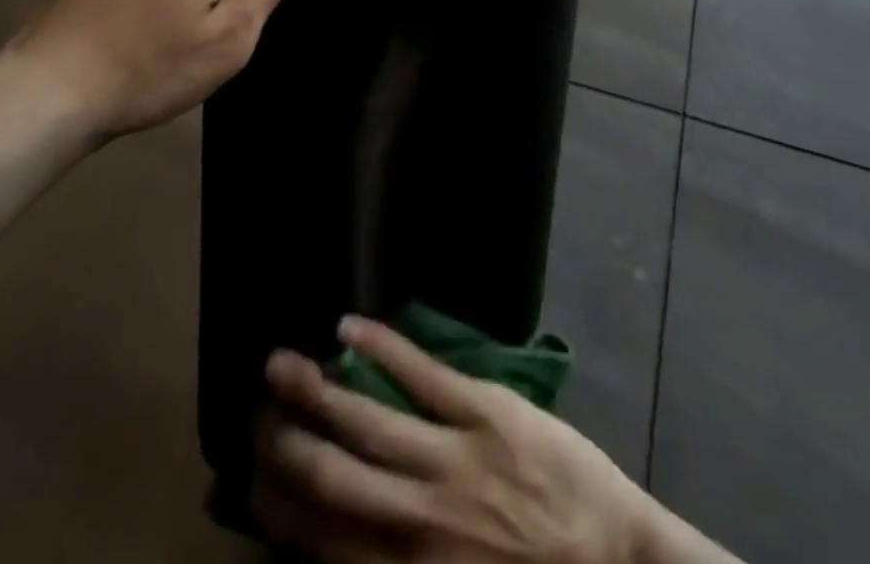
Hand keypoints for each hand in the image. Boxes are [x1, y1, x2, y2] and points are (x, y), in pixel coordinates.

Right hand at [253, 316, 655, 563]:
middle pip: (332, 476)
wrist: (618, 562)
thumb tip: (335, 541)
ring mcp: (450, 455)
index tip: (252, 477)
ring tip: (280, 365)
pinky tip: (348, 328)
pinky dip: (381, 348)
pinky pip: (421, 372)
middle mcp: (417, 517)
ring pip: (367, 419)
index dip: (279, 506)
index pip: (322, 539)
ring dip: (317, 390)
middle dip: (286, 442)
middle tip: (254, 413)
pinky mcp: (482, 407)